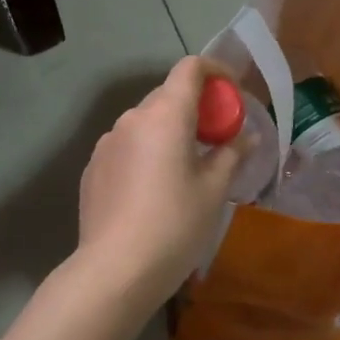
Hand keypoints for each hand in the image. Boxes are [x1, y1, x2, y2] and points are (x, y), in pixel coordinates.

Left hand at [76, 57, 250, 304]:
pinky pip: (127, 146)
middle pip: (168, 95)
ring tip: (185, 168)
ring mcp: (107, 143)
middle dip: (196, 108)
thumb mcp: (214, 190)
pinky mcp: (93, 167)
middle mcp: (132, 118)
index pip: (190, 68)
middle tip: (217, 139)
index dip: (216, 71)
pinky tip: (154, 190)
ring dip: (169, 131)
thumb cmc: (175, 224)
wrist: (115, 270)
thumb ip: (231, 154)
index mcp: (166, 115)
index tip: (232, 94)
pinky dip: (146, 152)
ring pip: (146, 123)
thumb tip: (246, 137)